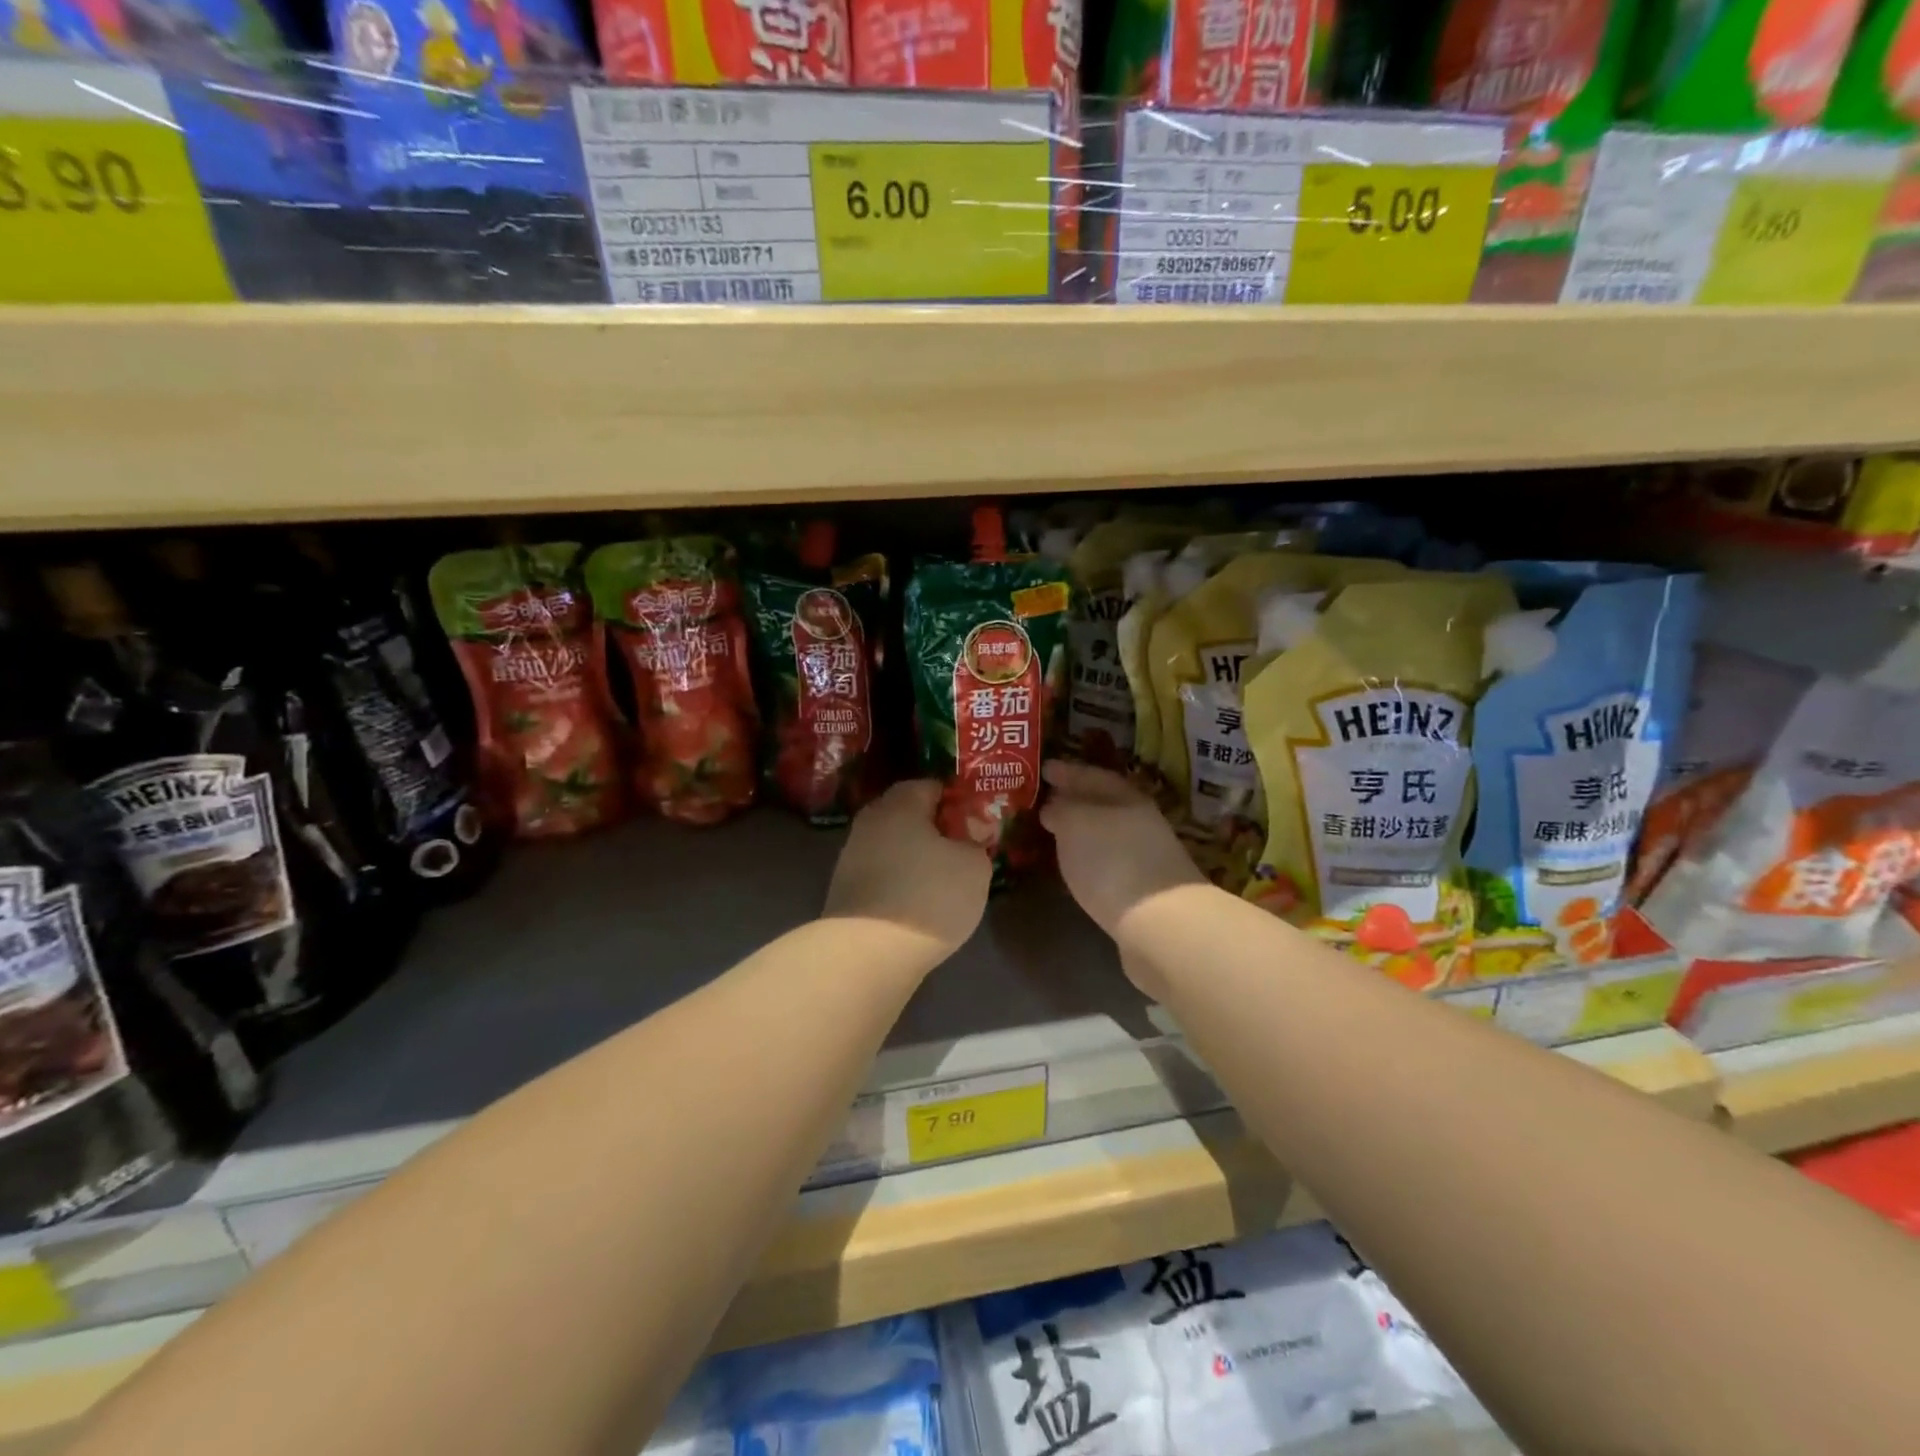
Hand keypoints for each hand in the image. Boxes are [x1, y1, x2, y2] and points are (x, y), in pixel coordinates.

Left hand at [823, 780, 991, 961]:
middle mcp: (870, 823)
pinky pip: (882, 875)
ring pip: (893, 846)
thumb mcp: (973, 867)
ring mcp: (852, 857)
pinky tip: (919, 902)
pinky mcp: (846, 891)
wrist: (867, 953)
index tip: (976, 820)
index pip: (930, 786)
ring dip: (916, 857)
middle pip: (907, 815)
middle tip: (963, 848)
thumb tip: (968, 836)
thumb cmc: (928, 897)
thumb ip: (975, 843)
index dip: (956, 800)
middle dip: (934, 828)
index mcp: (899, 804)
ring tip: (944, 880)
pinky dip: (901, 882)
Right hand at [1039, 761, 1204, 942]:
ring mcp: (1145, 857)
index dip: (1068, 771)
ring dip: (1082, 832)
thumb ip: (1061, 810)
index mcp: (1127, 798)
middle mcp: (1140, 822)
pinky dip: (1090, 859)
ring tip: (1054, 834)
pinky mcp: (1142, 890)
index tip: (1044, 769)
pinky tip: (1076, 867)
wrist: (1160, 925)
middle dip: (1075, 801)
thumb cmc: (1112, 861)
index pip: (1094, 775)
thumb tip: (1054, 806)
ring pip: (1106, 834)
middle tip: (1045, 801)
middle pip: (1103, 805)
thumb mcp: (1076, 823)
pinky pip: (1108, 862)